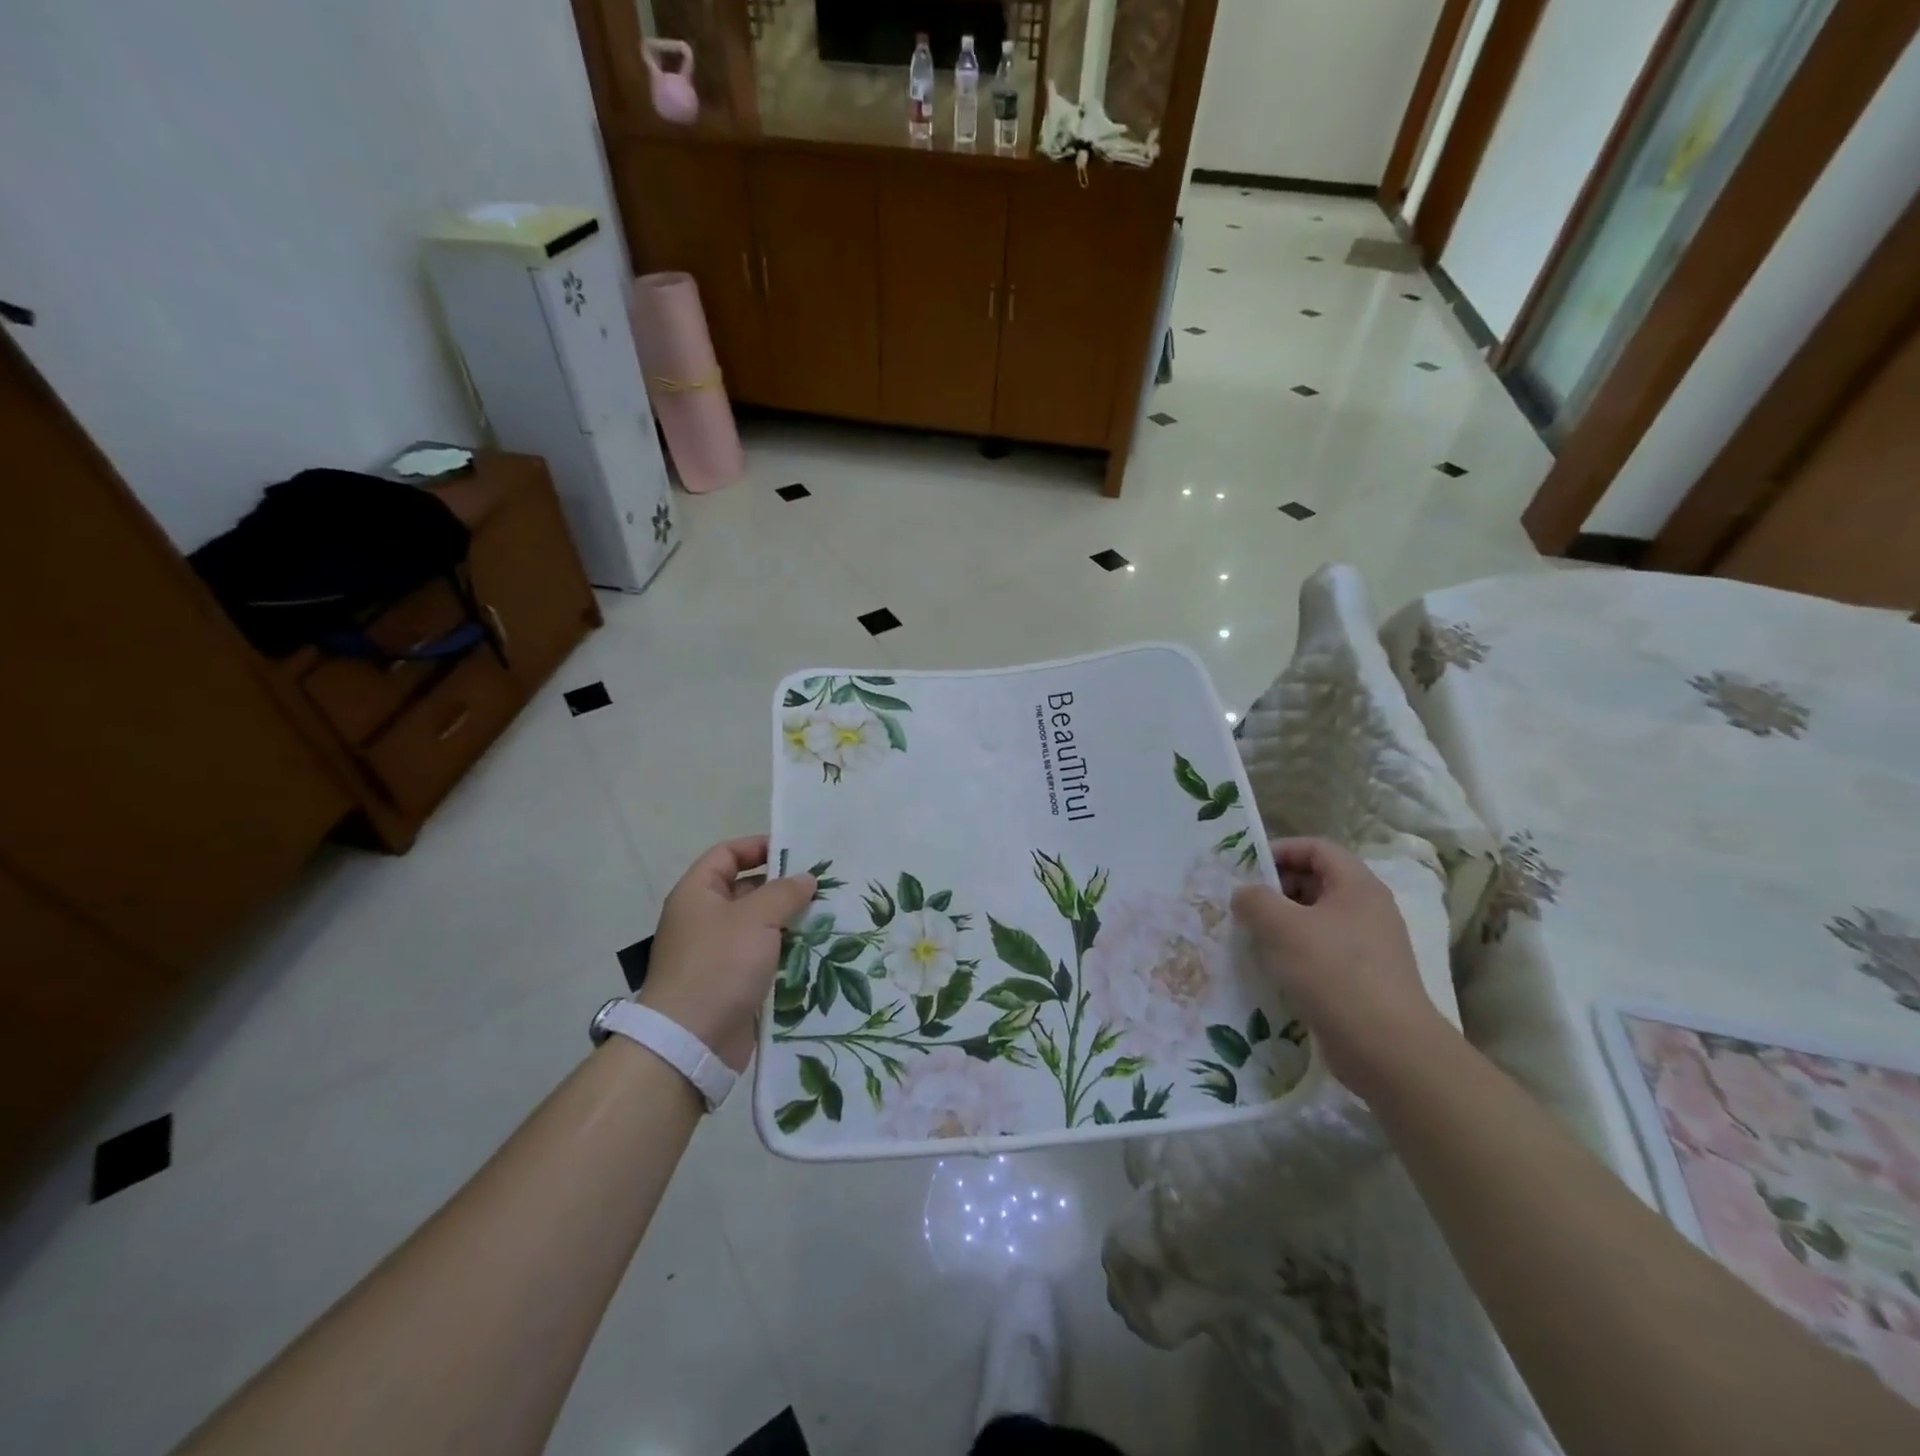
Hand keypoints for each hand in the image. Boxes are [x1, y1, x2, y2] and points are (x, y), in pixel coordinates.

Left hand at [638, 836, 815, 1071]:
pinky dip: (787, 953)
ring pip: (760, 926)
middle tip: (823, 887)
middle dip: (783, 888)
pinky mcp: (733, 983)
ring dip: (790, 922)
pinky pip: (764, 958)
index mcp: (698, 894)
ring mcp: (718, 953)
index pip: (727, 854)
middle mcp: (704, 919)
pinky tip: (817, 952)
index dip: (757, 847)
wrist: (691, 1042)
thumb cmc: (719, 965)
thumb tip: (805, 879)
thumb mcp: (756, 918)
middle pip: (747, 890)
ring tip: (829, 917)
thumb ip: (784, 892)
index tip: (795, 851)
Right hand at [1231, 838, 1443, 1095]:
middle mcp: (1367, 910)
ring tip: (1250, 937)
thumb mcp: (1282, 927)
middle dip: (1276, 889)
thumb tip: (1244, 895)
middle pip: (1316, 881)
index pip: (1316, 848)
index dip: (1280, 850)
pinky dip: (1294, 953)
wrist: (1387, 1049)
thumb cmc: (1334, 973)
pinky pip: (1321, 951)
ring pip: (1315, 919)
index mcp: (1357, 886)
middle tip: (1243, 905)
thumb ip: (1255, 900)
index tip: (1246, 869)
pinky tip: (1271, 969)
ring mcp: (1367, 946)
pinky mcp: (1361, 979)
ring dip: (1281, 923)